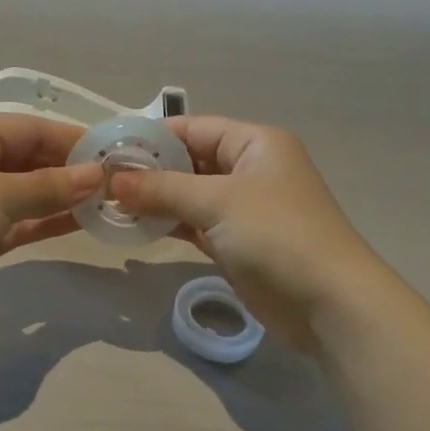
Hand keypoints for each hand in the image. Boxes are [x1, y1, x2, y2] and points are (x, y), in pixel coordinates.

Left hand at [0, 115, 100, 342]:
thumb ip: (49, 186)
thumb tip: (97, 175)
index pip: (27, 128)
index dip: (70, 138)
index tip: (112, 152)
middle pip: (26, 158)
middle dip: (68, 168)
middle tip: (115, 181)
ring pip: (24, 192)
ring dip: (60, 196)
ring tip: (106, 201)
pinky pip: (17, 220)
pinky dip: (44, 220)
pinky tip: (79, 222)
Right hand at [108, 117, 385, 349]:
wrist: (327, 303)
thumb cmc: (276, 235)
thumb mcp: (217, 202)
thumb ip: (162, 188)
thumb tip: (112, 179)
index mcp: (255, 144)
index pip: (194, 128)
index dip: (152, 137)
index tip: (108, 149)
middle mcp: (250, 170)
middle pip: (190, 161)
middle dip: (149, 170)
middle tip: (101, 180)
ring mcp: (245, 208)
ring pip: (190, 195)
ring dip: (155, 200)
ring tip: (109, 204)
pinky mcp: (237, 243)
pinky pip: (195, 224)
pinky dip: (169, 224)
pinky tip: (136, 227)